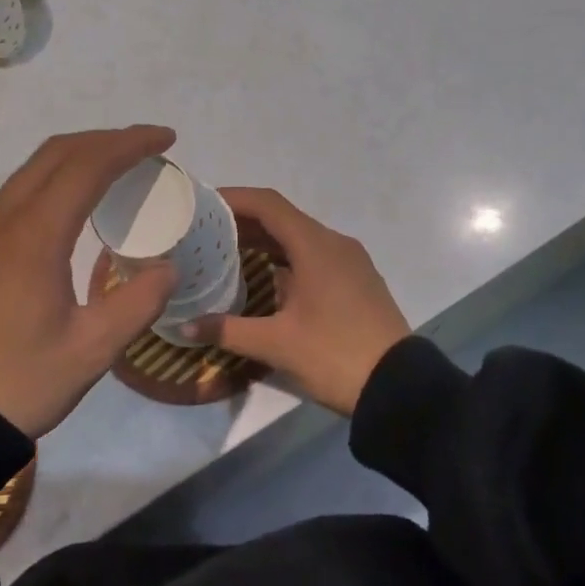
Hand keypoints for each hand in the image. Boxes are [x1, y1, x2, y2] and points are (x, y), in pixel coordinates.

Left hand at [0, 126, 180, 437]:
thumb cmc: (15, 382)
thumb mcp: (90, 351)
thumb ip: (138, 303)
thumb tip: (167, 267)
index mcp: (34, 234)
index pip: (88, 164)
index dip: (131, 144)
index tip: (166, 138)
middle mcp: (1, 216)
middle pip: (58, 152)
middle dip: (106, 140)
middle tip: (147, 149)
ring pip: (32, 169)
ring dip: (77, 157)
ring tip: (116, 171)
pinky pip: (16, 192)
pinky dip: (53, 180)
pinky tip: (71, 207)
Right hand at [186, 188, 409, 415]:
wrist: (400, 387)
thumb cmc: (335, 355)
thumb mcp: (277, 344)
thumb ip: (228, 330)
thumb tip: (184, 326)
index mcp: (315, 245)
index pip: (268, 204)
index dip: (234, 198)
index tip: (203, 204)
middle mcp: (334, 242)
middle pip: (283, 218)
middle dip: (244, 221)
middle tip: (206, 232)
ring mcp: (350, 260)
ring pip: (300, 237)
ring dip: (265, 240)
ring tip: (227, 253)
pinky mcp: (357, 280)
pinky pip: (315, 254)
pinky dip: (286, 256)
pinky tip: (266, 277)